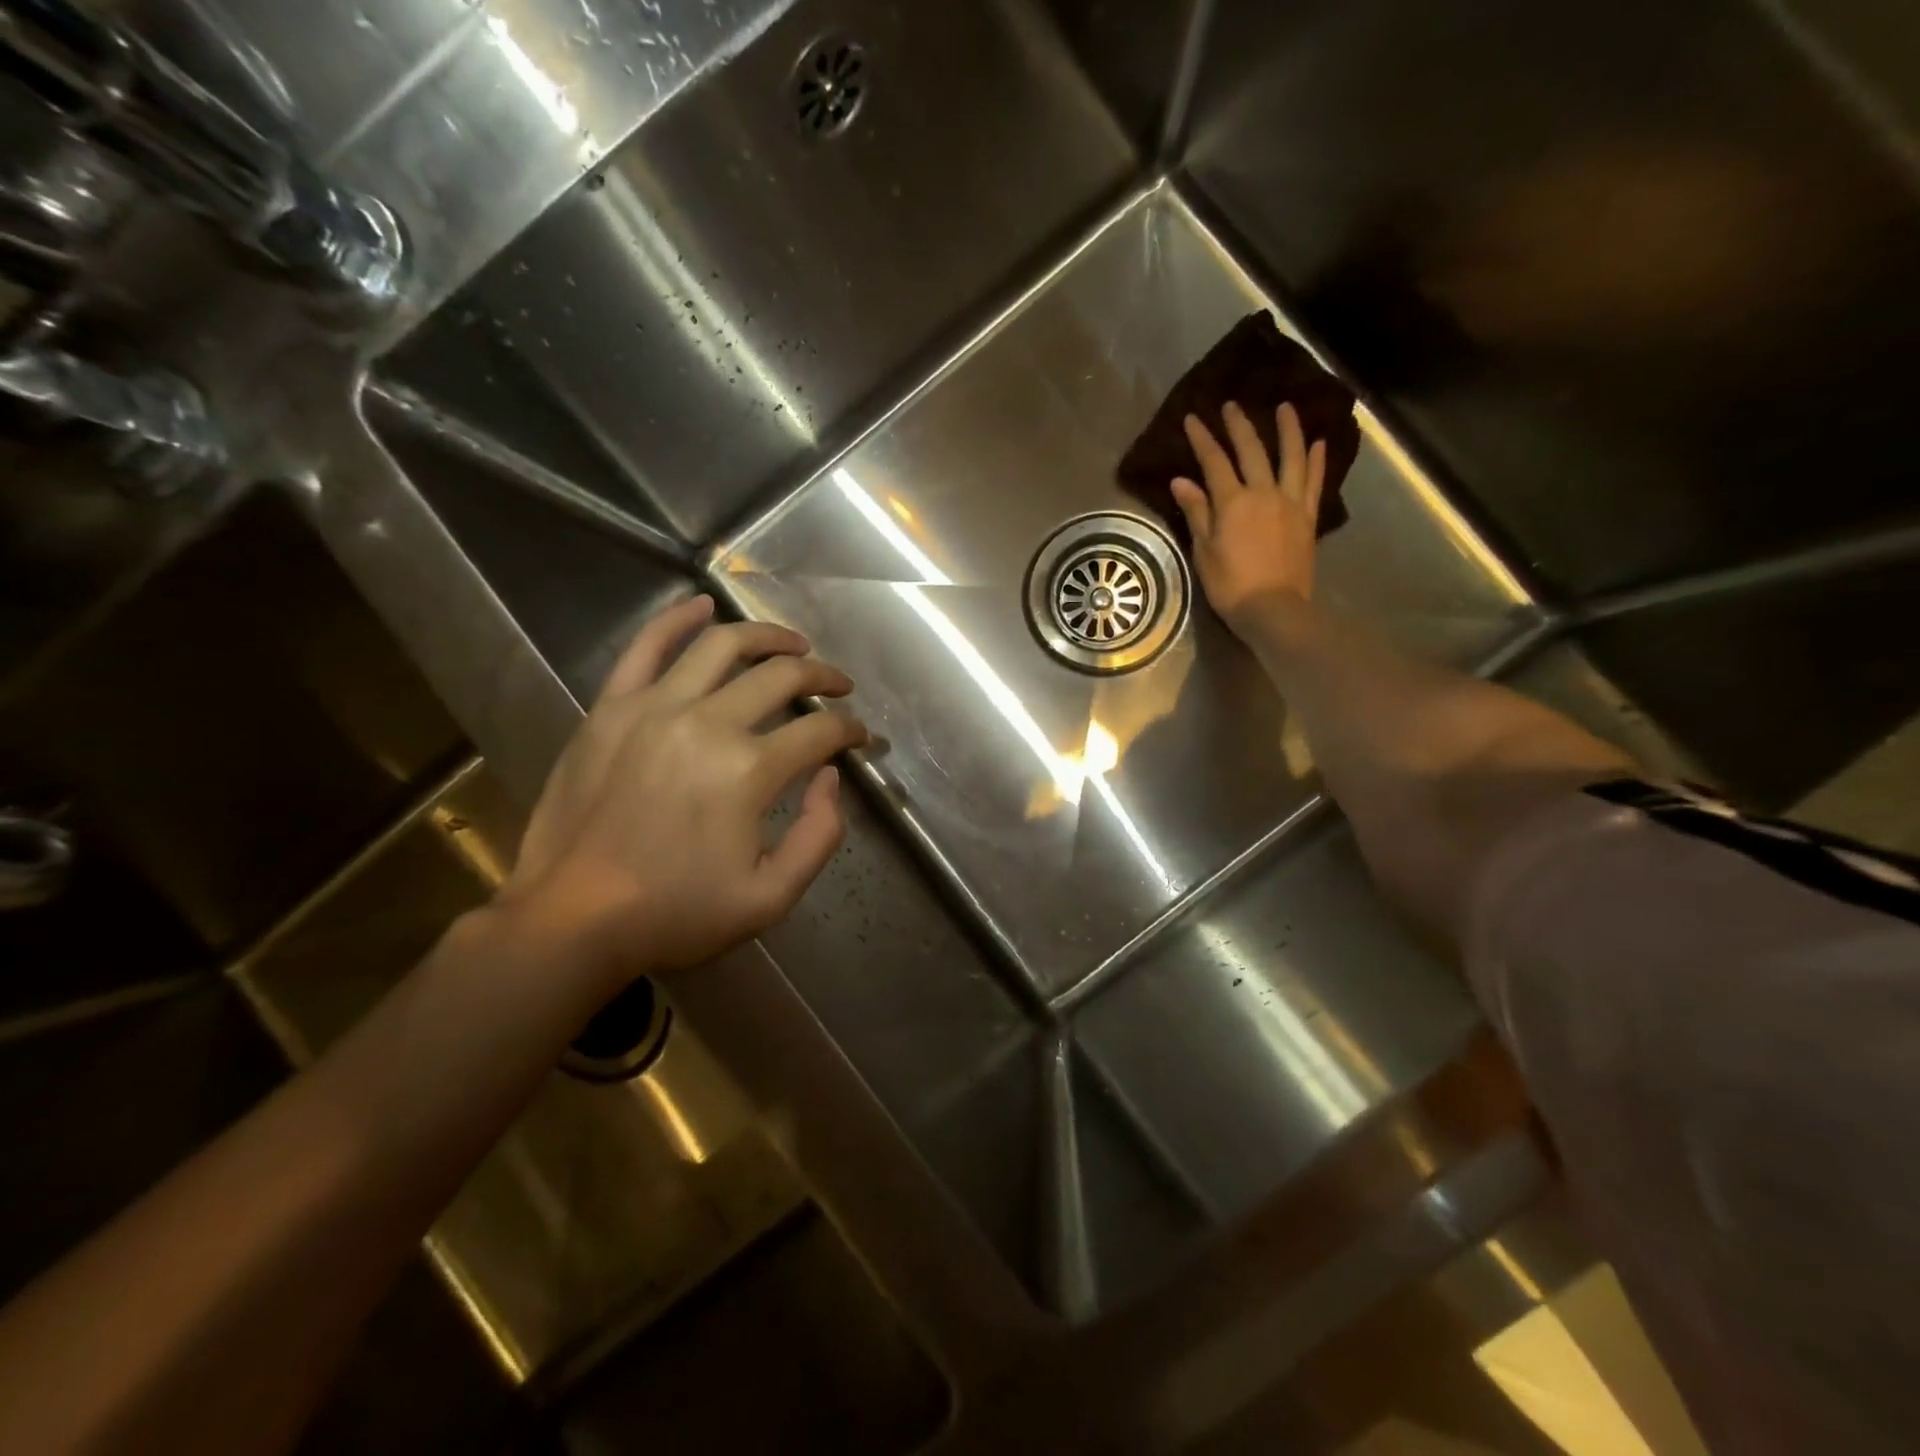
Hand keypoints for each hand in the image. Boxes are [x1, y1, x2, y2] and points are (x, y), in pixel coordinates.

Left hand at [494, 595, 866, 994]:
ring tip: (793, 643)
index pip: (820, 732)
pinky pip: (645, 646)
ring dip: (768, 636)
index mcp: (749, 771)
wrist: (572, 920)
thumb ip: (819, 836)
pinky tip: (702, 604)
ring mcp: (653, 708)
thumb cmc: (676, 913)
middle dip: (822, 677)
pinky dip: (677, 619)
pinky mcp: (610, 708)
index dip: (850, 731)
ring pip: (722, 646)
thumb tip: (830, 777)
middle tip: (838, 686)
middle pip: (781, 677)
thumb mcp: (771, 898)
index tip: (861, 737)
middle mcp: (707, 723)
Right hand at [1171, 401, 1327, 628]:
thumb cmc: (1230, 585)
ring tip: (1285, 407)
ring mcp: (1290, 502)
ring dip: (1288, 429)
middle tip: (1231, 404)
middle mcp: (1263, 492)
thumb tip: (1182, 481)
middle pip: (1252, 450)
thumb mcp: (1204, 551)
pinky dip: (1316, 459)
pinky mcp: (1307, 516)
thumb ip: (1197, 512)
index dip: (1203, 439)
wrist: (1273, 608)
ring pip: (1291, 456)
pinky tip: (1318, 443)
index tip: (1193, 418)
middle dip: (1239, 425)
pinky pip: (1313, 481)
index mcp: (1233, 502)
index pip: (1214, 462)